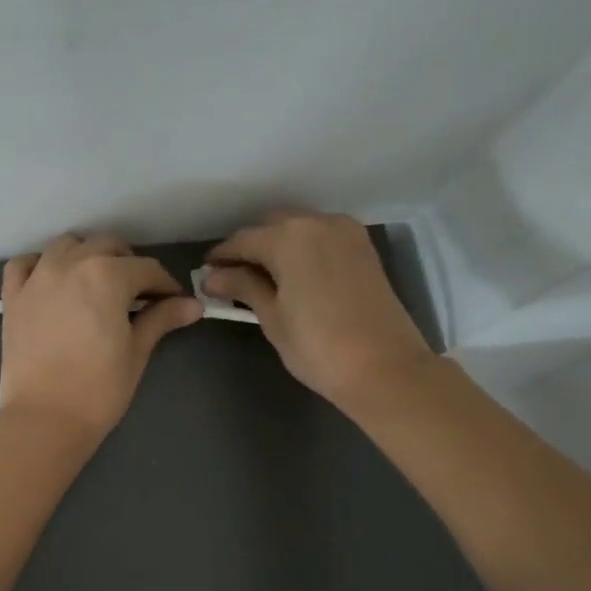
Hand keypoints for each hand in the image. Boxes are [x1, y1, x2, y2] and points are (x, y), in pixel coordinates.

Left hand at [0, 234, 203, 441]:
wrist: (45, 419)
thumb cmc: (99, 389)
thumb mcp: (136, 352)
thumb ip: (161, 319)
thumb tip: (193, 305)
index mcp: (107, 275)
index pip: (147, 269)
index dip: (165, 286)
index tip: (173, 303)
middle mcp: (70, 264)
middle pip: (107, 247)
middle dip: (129, 265)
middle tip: (138, 295)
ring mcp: (36, 277)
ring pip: (66, 246)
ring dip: (87, 255)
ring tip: (97, 284)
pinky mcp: (12, 297)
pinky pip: (24, 264)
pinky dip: (40, 265)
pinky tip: (52, 282)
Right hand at [203, 210, 433, 410]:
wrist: (385, 368)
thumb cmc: (317, 346)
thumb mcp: (272, 317)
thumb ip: (243, 288)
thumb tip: (213, 277)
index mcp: (289, 237)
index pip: (242, 240)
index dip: (221, 258)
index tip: (205, 275)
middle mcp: (318, 223)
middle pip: (272, 226)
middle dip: (250, 248)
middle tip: (232, 278)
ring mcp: (346, 232)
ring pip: (299, 229)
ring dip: (277, 246)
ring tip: (261, 278)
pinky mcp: (363, 249)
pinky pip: (321, 238)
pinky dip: (302, 249)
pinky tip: (293, 275)